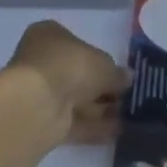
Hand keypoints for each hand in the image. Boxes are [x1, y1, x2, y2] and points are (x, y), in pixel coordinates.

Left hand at [5, 21, 130, 147]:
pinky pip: (73, 121)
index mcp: (49, 35)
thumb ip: (117, 73)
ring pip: (75, 100)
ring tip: (128, 118)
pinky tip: (118, 132)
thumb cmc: (71, 67)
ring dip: (100, 109)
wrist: (37, 104)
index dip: (100, 59)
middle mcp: (40, 61)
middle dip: (101, 88)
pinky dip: (94, 127)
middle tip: (126, 98)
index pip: (78, 44)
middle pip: (77, 75)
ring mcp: (38, 92)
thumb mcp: (105, 65)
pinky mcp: (40, 119)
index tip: (119, 74)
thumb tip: (127, 78)